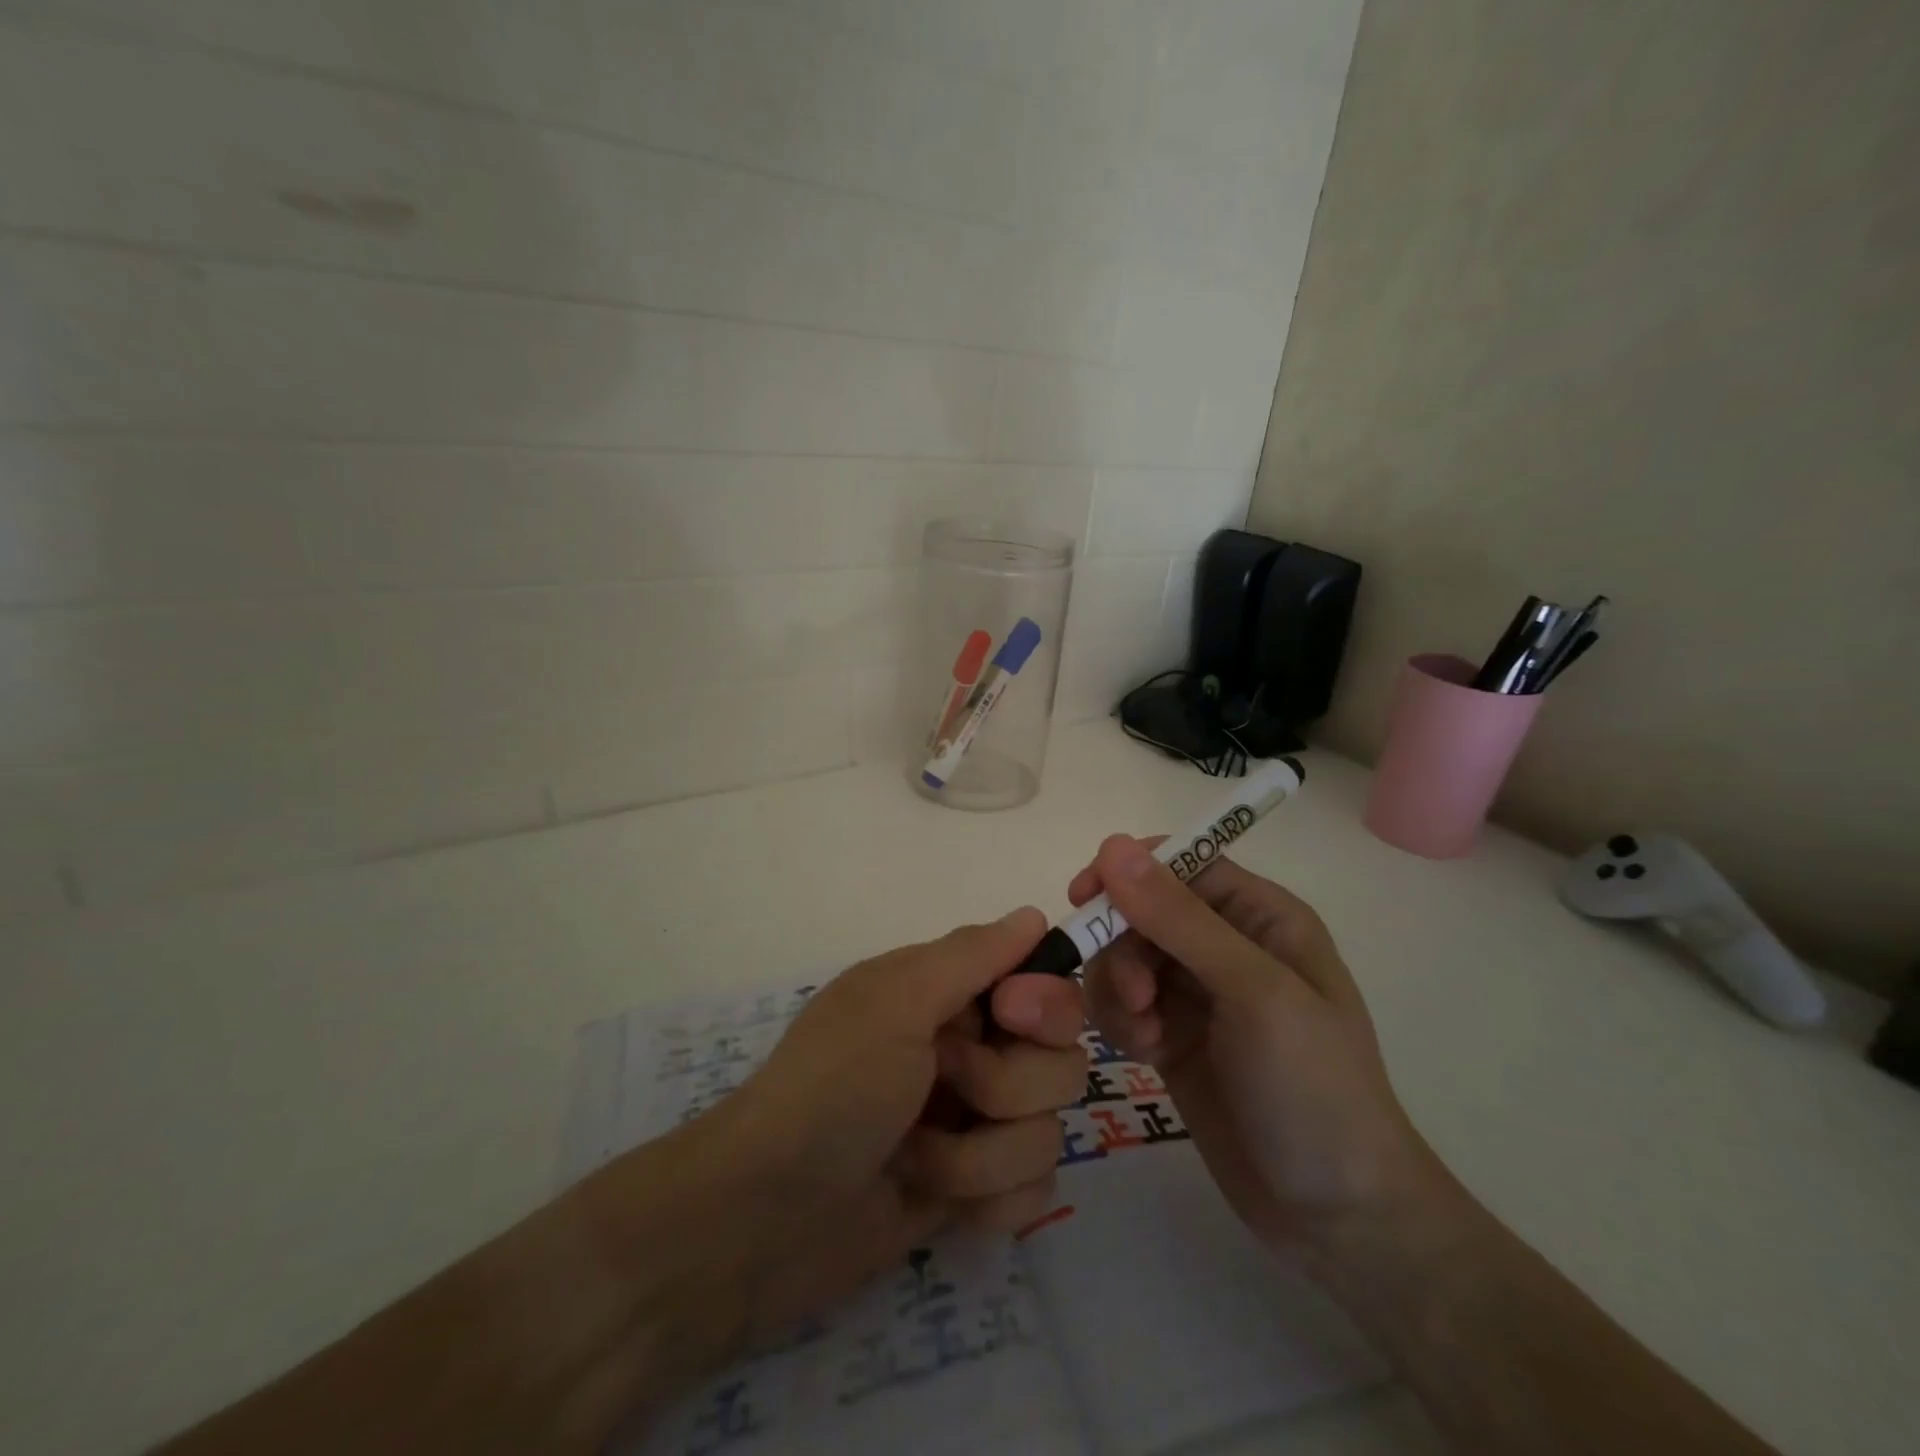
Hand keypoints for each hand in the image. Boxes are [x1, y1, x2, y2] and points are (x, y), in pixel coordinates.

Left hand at [589, 908, 1086, 1363]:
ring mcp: (974, 1127)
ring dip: (979, 1156)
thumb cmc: (830, 1088)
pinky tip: (938, 1205)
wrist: (763, 1219)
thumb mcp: (895, 1001)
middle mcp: (972, 1053)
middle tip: (942, 1085)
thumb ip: (971, 954)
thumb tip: (1034, 913)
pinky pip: (1034, 1194)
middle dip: (1005, 1087)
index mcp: (950, 996)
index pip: (1046, 986)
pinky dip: (987, 1201)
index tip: (1010, 1017)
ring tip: (915, 1157)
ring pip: (1047, 1134)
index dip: (1045, 1004)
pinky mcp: (975, 1193)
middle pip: (1060, 1063)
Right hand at [1070, 837, 1449, 1263]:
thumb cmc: (1313, 1088)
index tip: (1084, 896)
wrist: (1337, 1216)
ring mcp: (1197, 993)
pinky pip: (1122, 1003)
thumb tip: (1114, 845)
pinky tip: (1143, 1055)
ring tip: (1144, 1036)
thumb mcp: (1254, 992)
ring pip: (1123, 957)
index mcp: (1261, 916)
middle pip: (1142, 911)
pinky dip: (1120, 1021)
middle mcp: (1226, 944)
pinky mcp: (1172, 1036)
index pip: (1181, 863)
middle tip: (1135, 999)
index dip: (1130, 871)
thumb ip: (1180, 918)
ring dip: (1118, 990)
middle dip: (1124, 947)